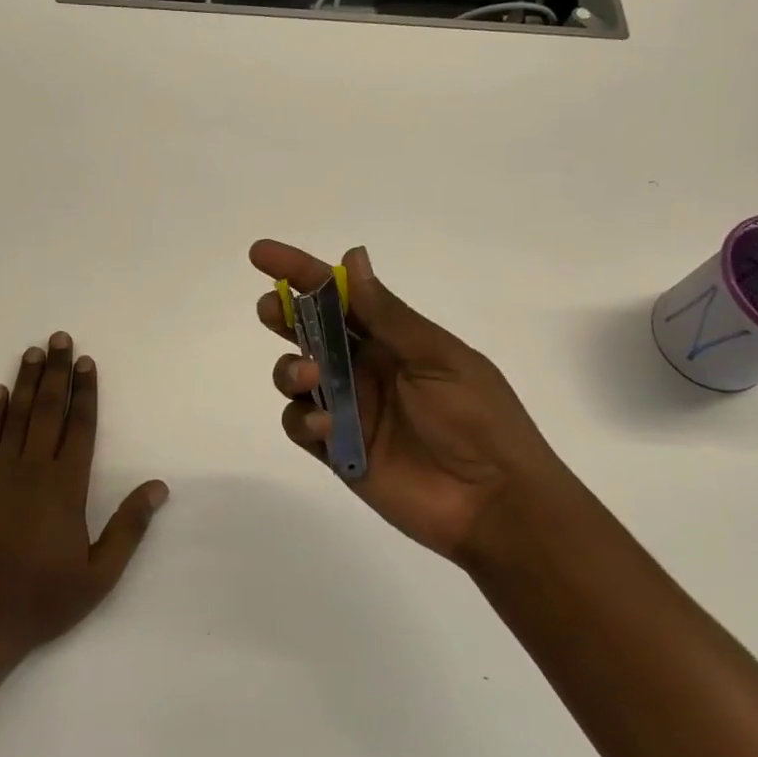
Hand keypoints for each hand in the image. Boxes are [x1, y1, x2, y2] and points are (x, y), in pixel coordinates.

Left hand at [0, 332, 168, 661]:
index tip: (87, 361)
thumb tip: (158, 487)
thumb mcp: (99, 575)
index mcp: (66, 488)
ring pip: (16, 418)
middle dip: (57, 372)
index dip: (85, 392)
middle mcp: (32, 471)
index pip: (79, 428)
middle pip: (48, 411)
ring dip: (27, 382)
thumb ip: (128, 527)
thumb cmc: (43, 600)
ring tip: (33, 351)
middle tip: (60, 338)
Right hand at [251, 240, 572, 561]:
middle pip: (310, 333)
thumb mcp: (437, 357)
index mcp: (393, 339)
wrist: (495, 502)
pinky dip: (301, 420)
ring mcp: (349, 409)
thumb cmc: (477, 418)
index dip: (300, 272)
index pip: (340, 297)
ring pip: (296, 377)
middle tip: (270, 309)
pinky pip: (301, 426)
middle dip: (283, 315)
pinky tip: (322, 425)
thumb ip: (388, 314)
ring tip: (307, 376)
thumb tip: (351, 258)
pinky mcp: (338, 450)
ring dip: (290, 368)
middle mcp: (365, 368)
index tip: (262, 254)